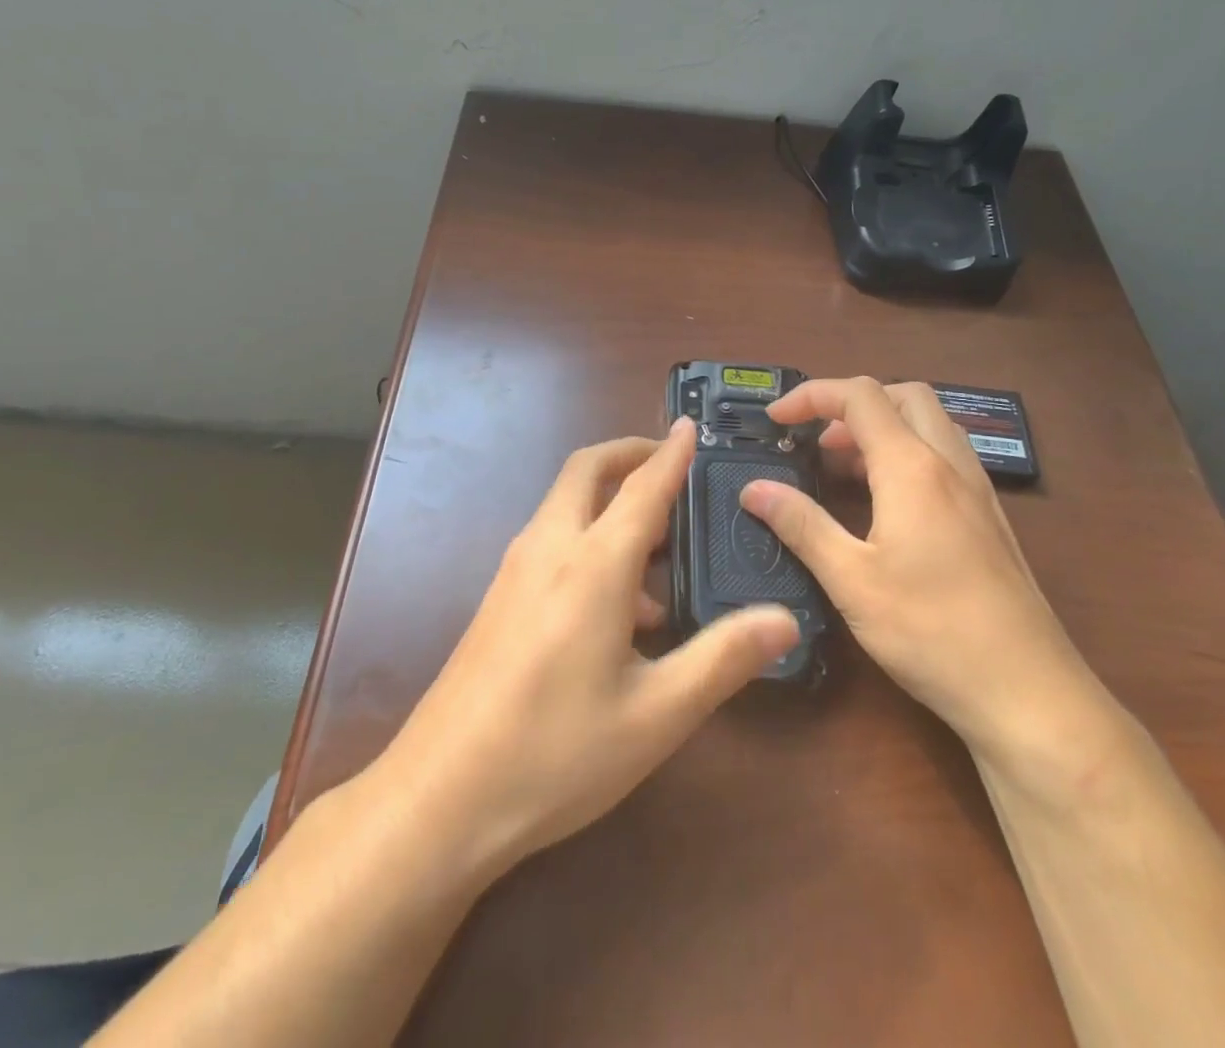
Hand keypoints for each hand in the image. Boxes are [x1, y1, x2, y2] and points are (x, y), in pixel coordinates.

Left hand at [369, 418, 799, 881]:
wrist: (439, 798)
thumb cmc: (554, 754)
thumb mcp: (654, 715)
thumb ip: (722, 659)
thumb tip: (784, 619)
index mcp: (592, 564)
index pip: (642, 487)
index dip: (671, 453)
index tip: (690, 425)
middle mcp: (549, 549)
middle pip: (586, 471)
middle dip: (629, 454)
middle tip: (672, 465)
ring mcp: (515, 571)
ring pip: (566, 504)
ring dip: (609, 501)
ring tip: (660, 551)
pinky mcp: (499, 598)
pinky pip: (552, 541)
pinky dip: (589, 537)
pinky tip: (619, 610)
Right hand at [739, 378, 1119, 781]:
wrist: (1029, 693)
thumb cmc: (932, 631)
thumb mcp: (851, 580)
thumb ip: (801, 525)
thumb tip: (754, 489)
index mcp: (913, 467)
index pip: (859, 397)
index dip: (811, 395)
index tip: (775, 420)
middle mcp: (950, 464)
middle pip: (904, 396)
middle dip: (853, 403)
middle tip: (817, 441)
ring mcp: (978, 491)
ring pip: (930, 424)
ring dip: (883, 428)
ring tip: (844, 468)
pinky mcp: (990, 519)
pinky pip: (946, 457)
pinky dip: (908, 455)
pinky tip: (887, 505)